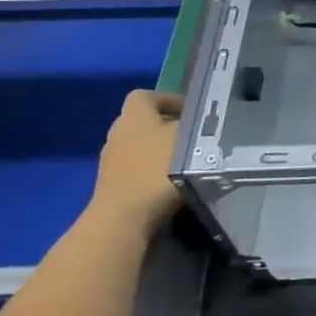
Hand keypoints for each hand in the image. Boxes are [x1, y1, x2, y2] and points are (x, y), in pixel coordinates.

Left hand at [89, 90, 184, 237]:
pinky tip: (171, 184)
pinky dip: (152, 172)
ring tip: (187, 162)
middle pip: (144, 121)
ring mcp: (110, 160)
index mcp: (134, 114)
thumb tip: (205, 121)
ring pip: (140, 146)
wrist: (123, 220)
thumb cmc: (157, 170)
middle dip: (168, 127)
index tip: (194, 113)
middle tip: (195, 137)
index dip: (171, 100)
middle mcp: (117, 131)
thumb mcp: (189, 139)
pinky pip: (136, 169)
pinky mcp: (112, 185)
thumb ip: (198, 125)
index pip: (148, 95)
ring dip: (160, 151)